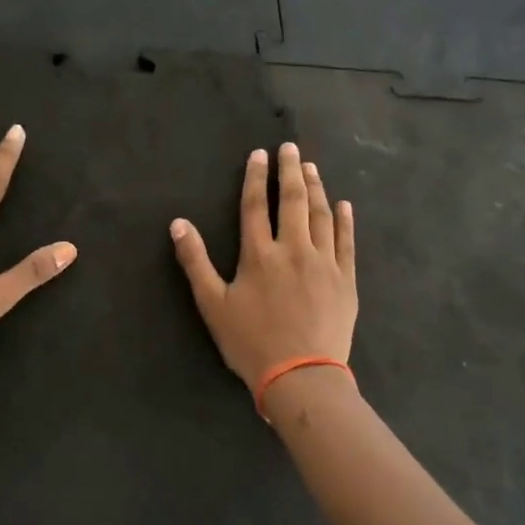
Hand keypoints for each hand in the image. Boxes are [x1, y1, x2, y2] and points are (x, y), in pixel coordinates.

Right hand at [170, 143, 357, 400]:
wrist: (301, 376)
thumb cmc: (251, 342)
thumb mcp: (212, 304)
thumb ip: (195, 261)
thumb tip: (178, 223)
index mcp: (259, 254)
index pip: (255, 205)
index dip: (256, 177)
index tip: (260, 154)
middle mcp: (294, 249)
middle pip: (293, 201)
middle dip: (290, 171)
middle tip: (291, 148)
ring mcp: (324, 263)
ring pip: (321, 215)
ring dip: (316, 188)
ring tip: (312, 168)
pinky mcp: (346, 280)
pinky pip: (347, 242)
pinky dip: (345, 221)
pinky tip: (344, 205)